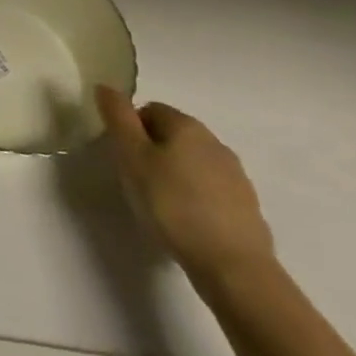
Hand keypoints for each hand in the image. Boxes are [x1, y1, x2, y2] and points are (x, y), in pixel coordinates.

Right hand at [96, 86, 274, 288]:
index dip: (131, 131)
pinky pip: (212, 192)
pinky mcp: (249, 209)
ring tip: (162, 208)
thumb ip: (117, 118)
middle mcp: (215, 142)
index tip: (125, 160)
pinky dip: (197, 200)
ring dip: (176, 176)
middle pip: (173, 136)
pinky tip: (188, 225)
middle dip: (153, 153)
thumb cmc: (174, 205)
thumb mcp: (132, 157)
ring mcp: (236, 176)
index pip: (149, 110)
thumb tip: (106, 86)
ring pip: (194, 164)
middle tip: (138, 183)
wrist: (235, 269)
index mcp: (187, 125)